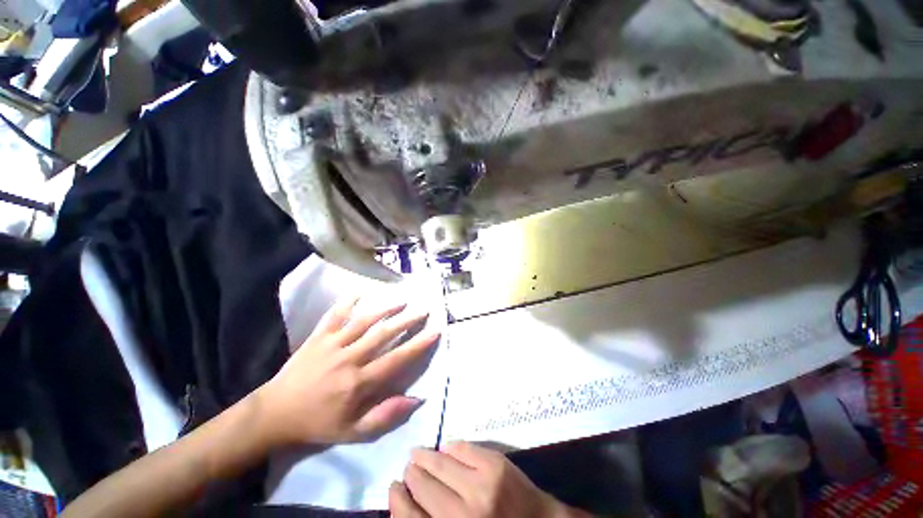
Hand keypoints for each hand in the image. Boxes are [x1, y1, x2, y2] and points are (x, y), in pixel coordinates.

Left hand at [256, 295, 439, 446]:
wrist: (275, 413)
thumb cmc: (318, 423)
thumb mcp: (353, 432)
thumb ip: (385, 416)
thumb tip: (417, 399)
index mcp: (358, 382)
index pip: (396, 360)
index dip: (418, 345)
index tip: (435, 332)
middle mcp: (349, 359)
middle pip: (384, 334)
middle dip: (407, 321)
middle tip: (424, 310)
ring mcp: (332, 344)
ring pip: (364, 321)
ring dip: (385, 309)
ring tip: (403, 300)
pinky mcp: (318, 337)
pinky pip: (334, 315)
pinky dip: (347, 302)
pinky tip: (360, 291)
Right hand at [390, 442, 584, 517]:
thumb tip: (406, 501)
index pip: (410, 517)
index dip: (397, 500)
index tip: (394, 487)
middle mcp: (463, 515)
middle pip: (423, 486)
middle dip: (412, 474)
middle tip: (409, 467)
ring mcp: (481, 486)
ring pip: (440, 462)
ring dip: (426, 456)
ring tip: (419, 454)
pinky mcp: (495, 464)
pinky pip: (462, 448)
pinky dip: (450, 447)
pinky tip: (445, 449)